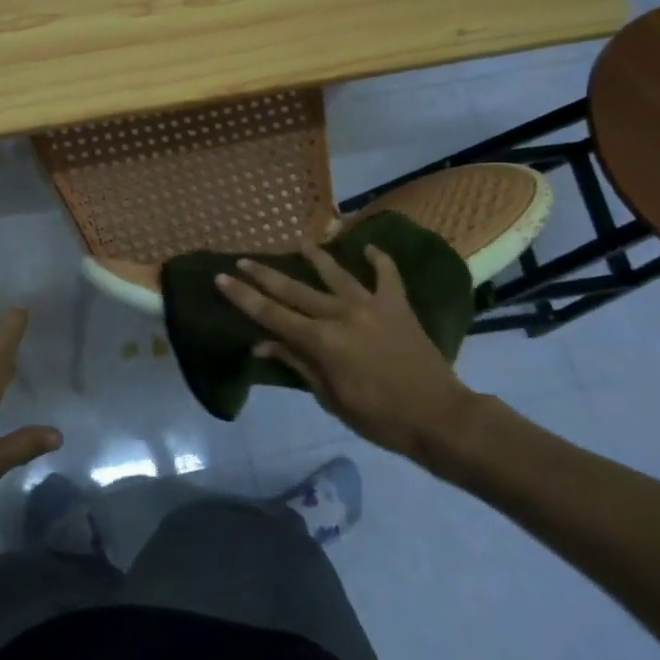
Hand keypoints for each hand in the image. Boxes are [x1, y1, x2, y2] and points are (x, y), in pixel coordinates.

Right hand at [214, 244, 496, 475]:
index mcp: (320, 340)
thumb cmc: (378, 417)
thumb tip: (262, 346)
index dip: (243, 297)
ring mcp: (371, 305)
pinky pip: (387, 275)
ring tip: (300, 242)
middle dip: (264, 274)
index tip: (221, 278)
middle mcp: (340, 314)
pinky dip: (378, 259)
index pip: (271, 314)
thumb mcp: (329, 397)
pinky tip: (369, 247)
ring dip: (315, 257)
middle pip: (294, 290)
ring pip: (335, 274)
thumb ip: (297, 364)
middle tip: (243, 259)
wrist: (438, 417)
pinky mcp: (397, 305)